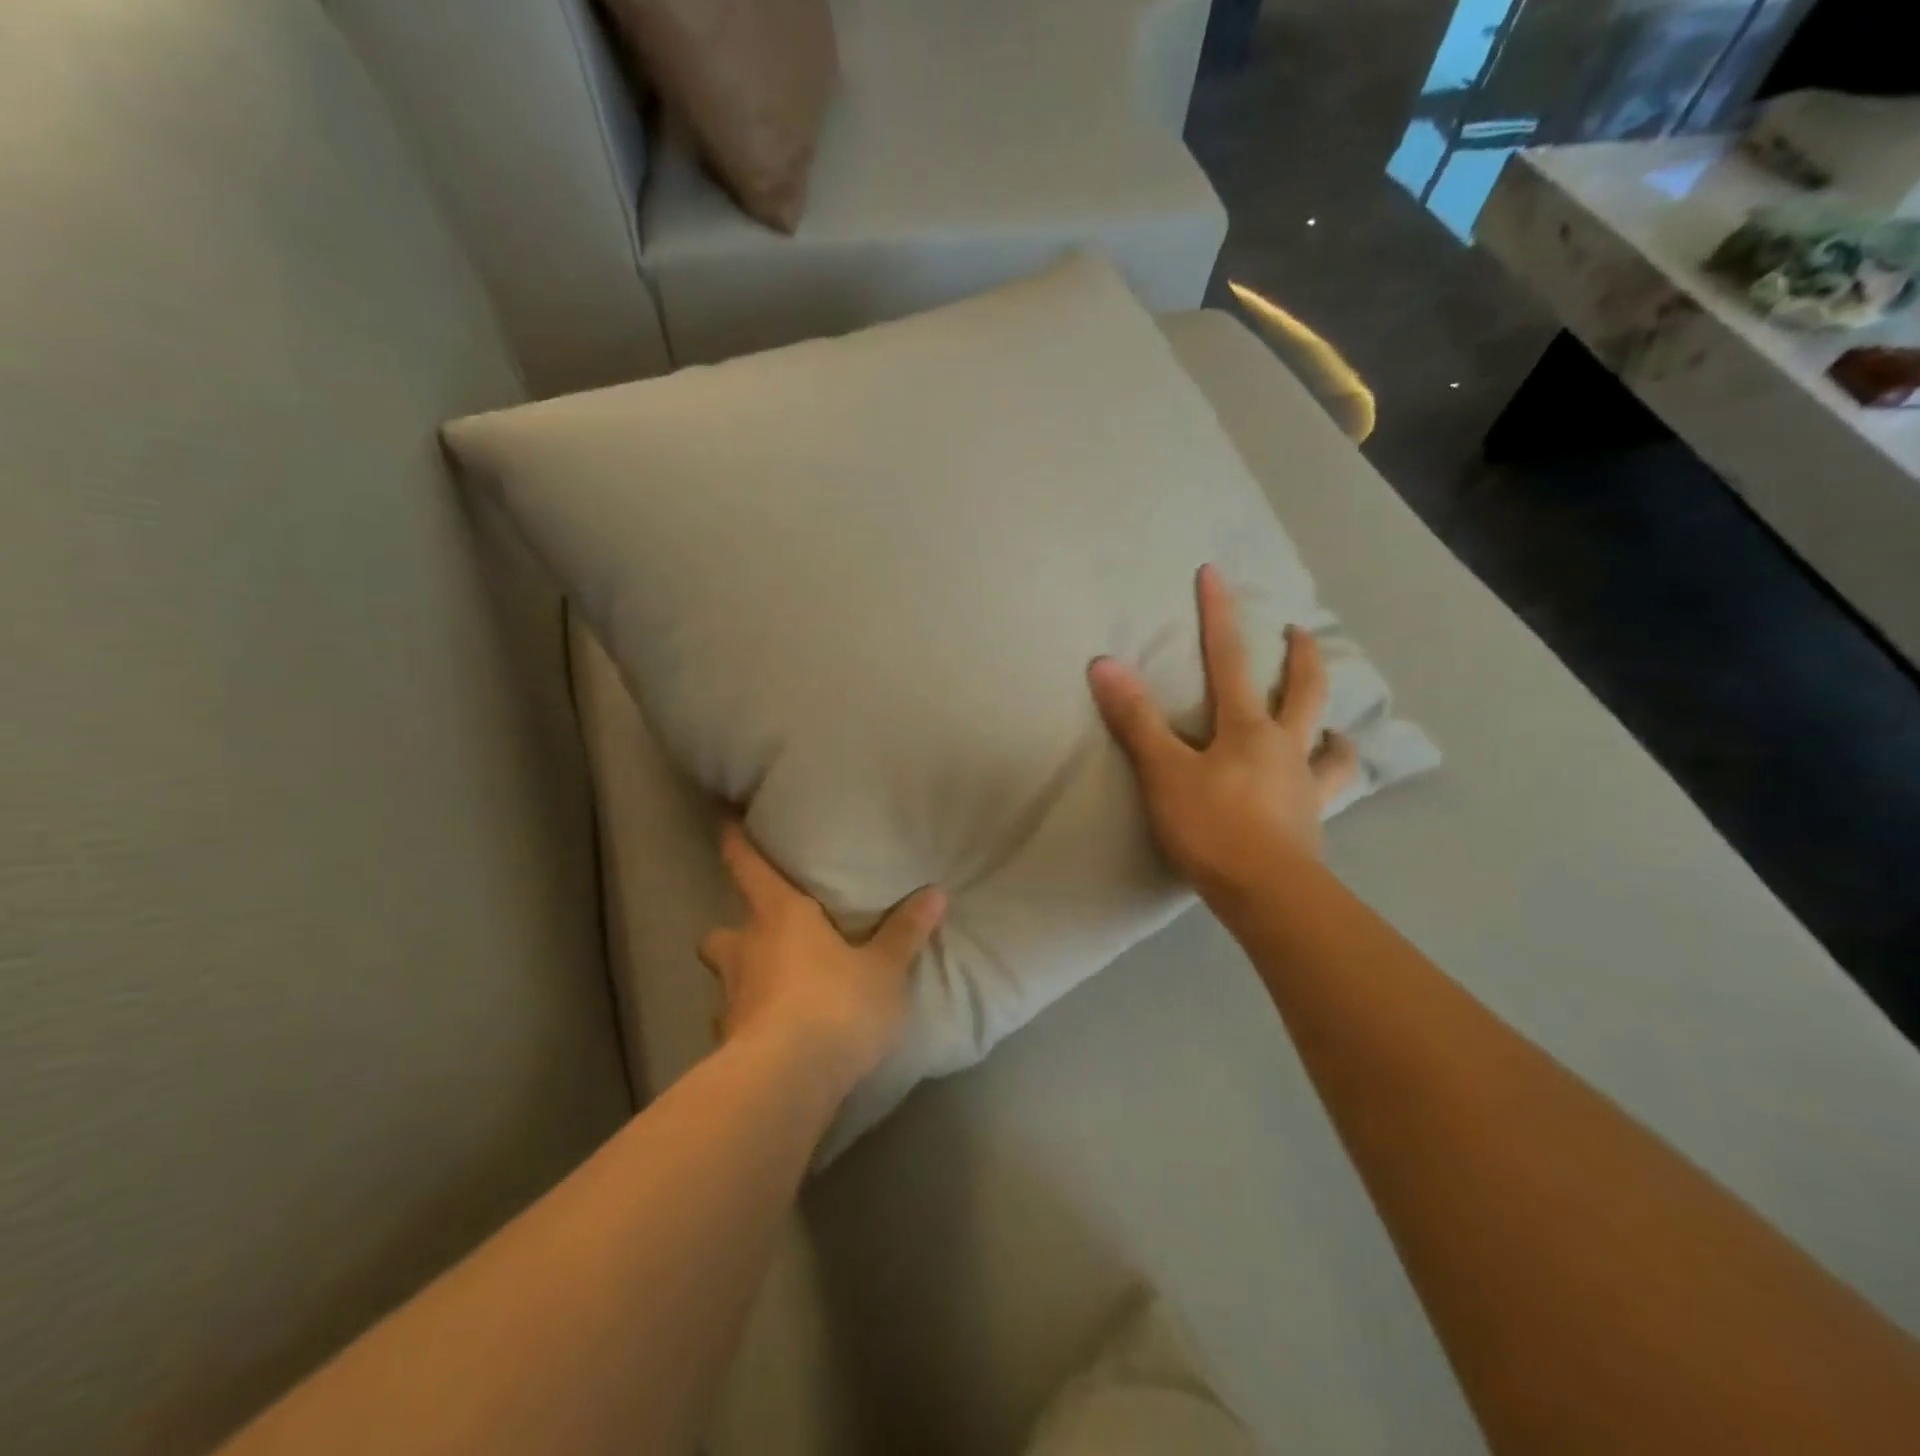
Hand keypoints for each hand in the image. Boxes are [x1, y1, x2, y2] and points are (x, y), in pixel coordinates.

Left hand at [698, 821, 945, 1089]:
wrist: (788, 1081)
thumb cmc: (837, 1005)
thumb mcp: (884, 969)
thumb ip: (905, 932)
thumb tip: (935, 893)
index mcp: (779, 917)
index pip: (747, 866)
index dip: (734, 840)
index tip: (723, 817)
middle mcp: (746, 951)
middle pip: (720, 931)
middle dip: (735, 932)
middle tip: (763, 938)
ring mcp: (730, 999)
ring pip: (724, 978)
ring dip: (742, 980)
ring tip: (772, 991)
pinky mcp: (727, 1044)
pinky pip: (733, 1025)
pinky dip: (748, 1026)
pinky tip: (773, 1039)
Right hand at [1087, 564, 1357, 903]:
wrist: (1266, 892)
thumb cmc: (1211, 828)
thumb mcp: (1164, 773)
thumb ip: (1136, 720)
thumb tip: (1105, 663)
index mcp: (1247, 728)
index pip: (1228, 659)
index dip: (1219, 615)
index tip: (1215, 573)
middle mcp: (1284, 746)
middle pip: (1302, 690)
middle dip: (1299, 656)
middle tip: (1297, 631)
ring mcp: (1304, 783)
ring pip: (1328, 741)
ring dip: (1329, 720)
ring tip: (1328, 717)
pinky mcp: (1312, 819)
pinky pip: (1331, 788)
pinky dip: (1332, 772)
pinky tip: (1326, 776)